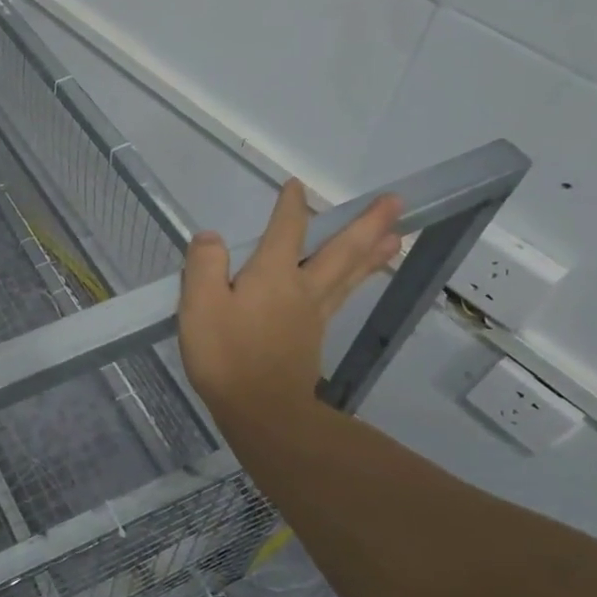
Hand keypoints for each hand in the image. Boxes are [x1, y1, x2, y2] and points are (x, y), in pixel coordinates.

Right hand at [178, 180, 401, 431]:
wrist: (261, 410)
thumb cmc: (226, 355)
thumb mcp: (200, 305)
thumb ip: (204, 265)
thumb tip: (211, 238)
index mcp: (273, 275)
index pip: (286, 230)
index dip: (291, 206)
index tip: (296, 186)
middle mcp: (302, 288)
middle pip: (340, 250)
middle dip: (366, 224)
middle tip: (396, 202)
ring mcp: (313, 314)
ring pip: (349, 274)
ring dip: (373, 252)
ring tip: (396, 235)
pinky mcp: (313, 337)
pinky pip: (342, 296)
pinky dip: (357, 279)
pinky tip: (356, 279)